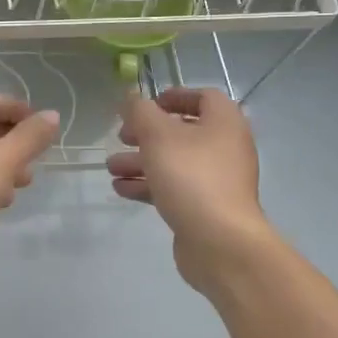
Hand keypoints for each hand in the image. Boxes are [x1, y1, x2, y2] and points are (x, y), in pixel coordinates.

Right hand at [108, 87, 271, 293]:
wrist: (220, 241)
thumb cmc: (191, 176)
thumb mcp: (158, 135)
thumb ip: (140, 111)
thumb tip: (130, 97)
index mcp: (224, 122)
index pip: (203, 97)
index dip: (173, 96)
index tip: (145, 105)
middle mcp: (225, 147)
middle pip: (183, 131)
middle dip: (147, 133)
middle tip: (122, 136)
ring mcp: (217, 179)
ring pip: (174, 161)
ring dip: (141, 161)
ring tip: (112, 167)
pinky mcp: (206, 206)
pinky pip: (175, 187)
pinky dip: (149, 185)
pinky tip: (121, 189)